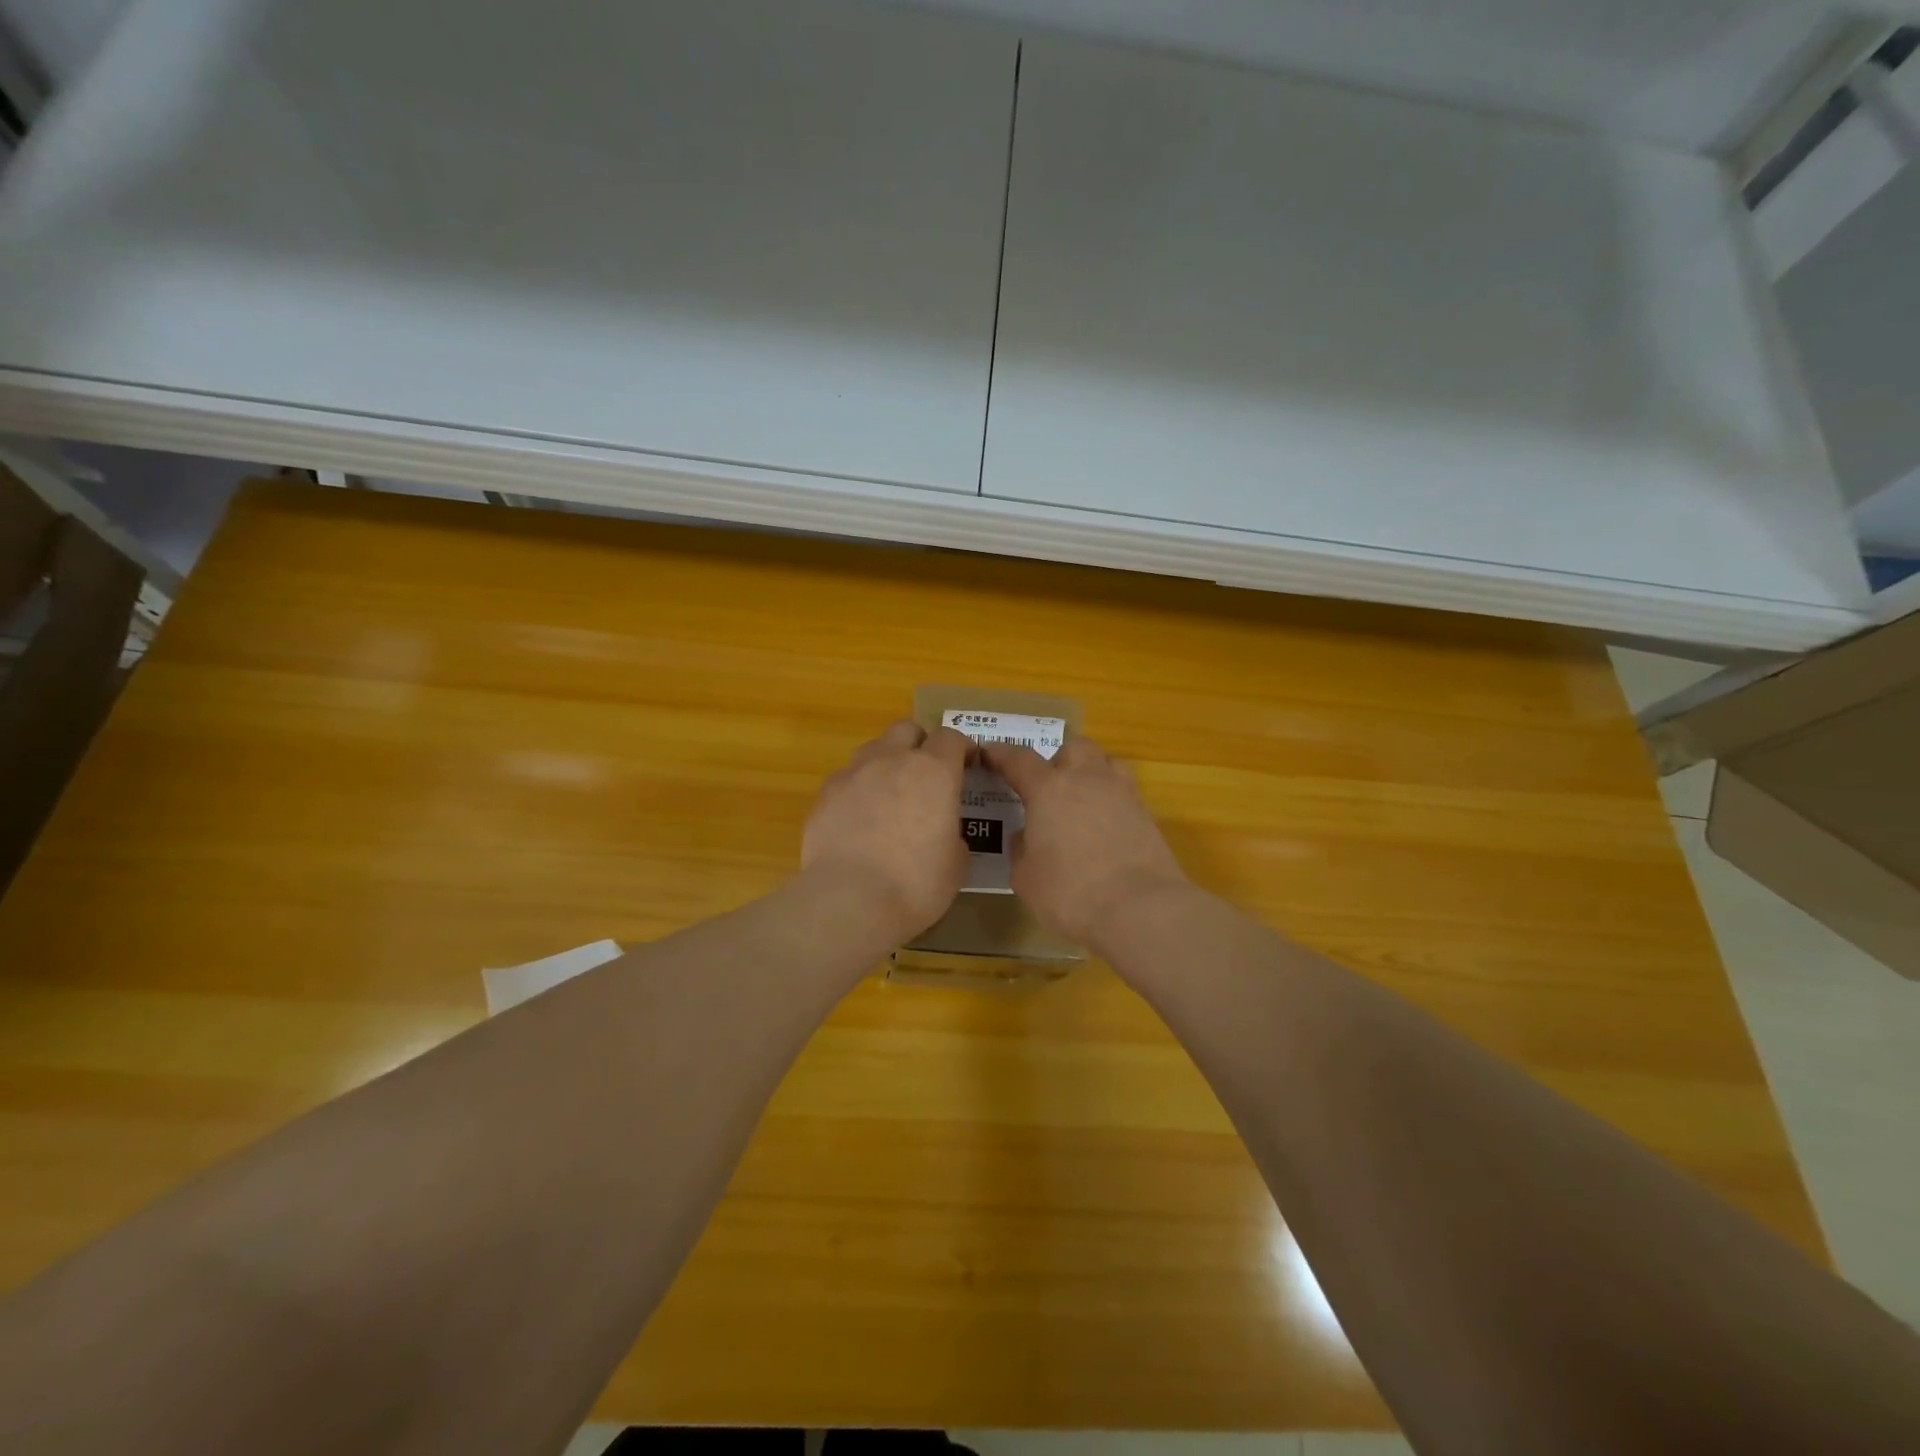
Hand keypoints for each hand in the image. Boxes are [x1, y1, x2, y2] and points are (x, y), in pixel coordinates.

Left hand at [802, 720, 971, 941]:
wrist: (849, 901)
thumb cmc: (916, 883)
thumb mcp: (956, 864)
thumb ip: (954, 835)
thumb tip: (944, 833)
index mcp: (934, 772)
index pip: (951, 738)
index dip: (961, 748)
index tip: (967, 765)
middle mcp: (892, 761)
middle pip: (907, 729)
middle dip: (919, 744)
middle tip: (925, 774)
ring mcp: (854, 774)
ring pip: (873, 750)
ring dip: (885, 763)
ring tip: (889, 796)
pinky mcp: (825, 795)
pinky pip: (846, 779)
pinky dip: (857, 791)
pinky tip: (858, 821)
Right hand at [982, 736, 1189, 946]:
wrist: (1140, 909)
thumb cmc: (1071, 893)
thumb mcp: (1026, 877)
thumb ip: (1021, 848)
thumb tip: (1027, 836)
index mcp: (1048, 789)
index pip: (1019, 759)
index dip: (1000, 754)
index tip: (988, 753)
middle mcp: (1086, 779)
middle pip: (1072, 746)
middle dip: (1056, 758)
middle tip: (1046, 785)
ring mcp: (1121, 793)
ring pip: (1104, 761)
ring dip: (1089, 770)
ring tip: (1079, 797)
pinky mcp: (1146, 813)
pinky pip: (1123, 790)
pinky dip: (1109, 797)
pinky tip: (1103, 823)